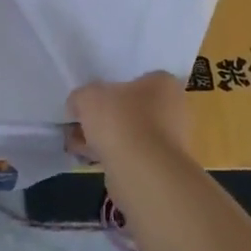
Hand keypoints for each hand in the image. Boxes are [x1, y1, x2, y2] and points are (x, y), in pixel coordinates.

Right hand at [68, 73, 190, 167]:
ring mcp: (170, 141)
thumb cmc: (120, 120)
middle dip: (104, 116)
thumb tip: (78, 106)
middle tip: (79, 121)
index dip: (110, 87)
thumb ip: (81, 97)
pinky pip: (130, 155)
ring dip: (103, 138)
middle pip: (130, 107)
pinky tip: (87, 158)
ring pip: (128, 133)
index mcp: (163, 83)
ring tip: (76, 143)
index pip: (136, 78)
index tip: (91, 97)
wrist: (141, 172)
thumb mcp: (87, 96)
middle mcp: (174, 109)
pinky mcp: (161, 167)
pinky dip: (110, 156)